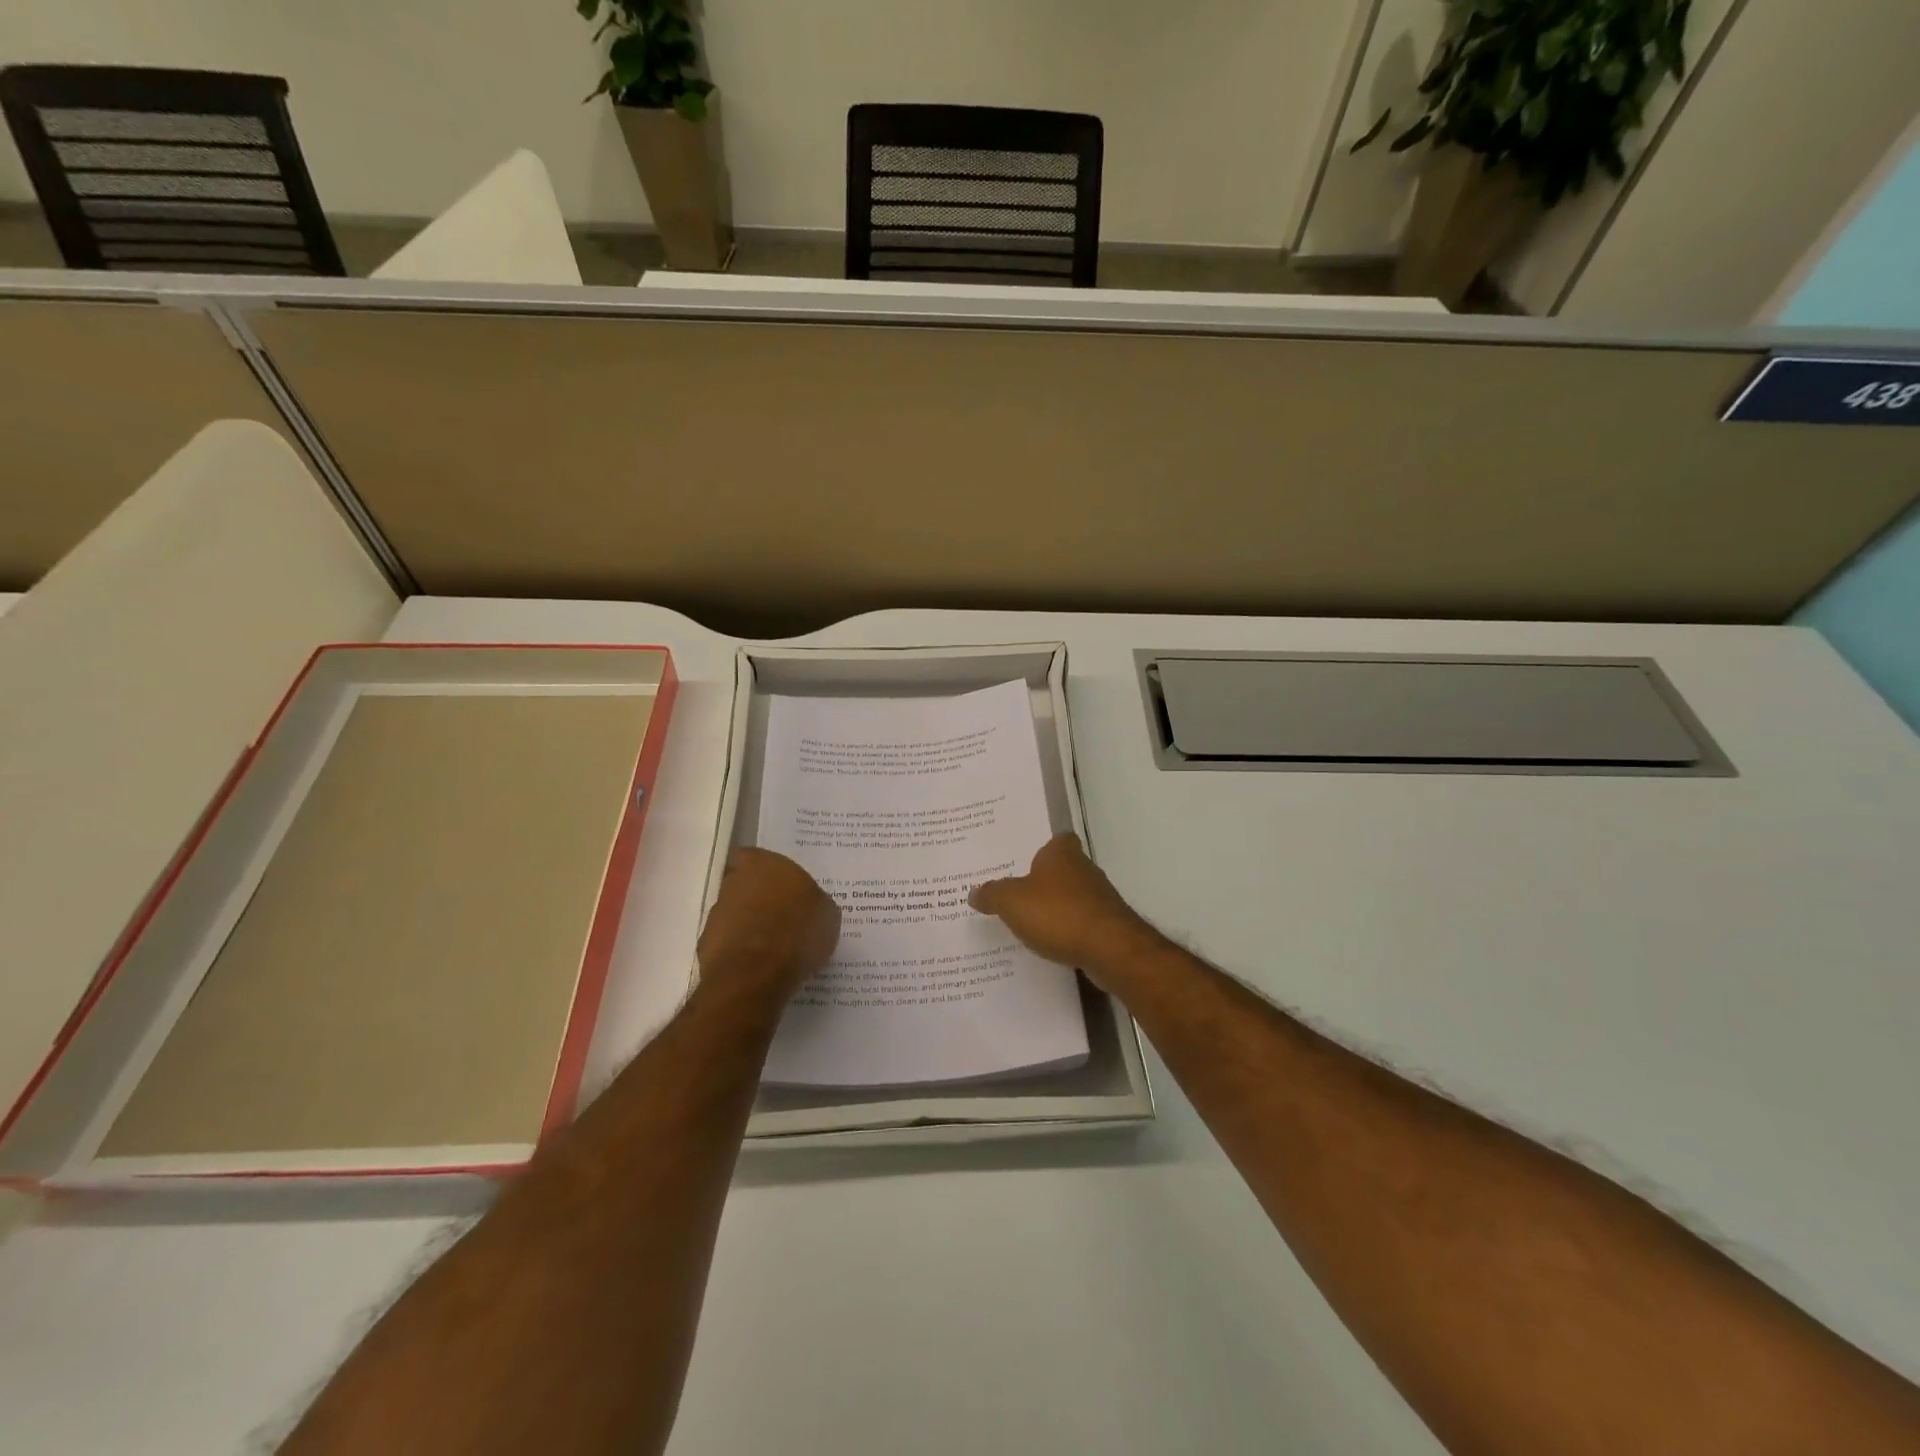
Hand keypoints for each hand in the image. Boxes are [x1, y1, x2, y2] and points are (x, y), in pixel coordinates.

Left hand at [697, 849, 840, 1005]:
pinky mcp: (706, 943)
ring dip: (750, 924)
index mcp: (764, 863)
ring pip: (736, 912)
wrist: (755, 974)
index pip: (760, 858)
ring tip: (774, 947)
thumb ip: (814, 902)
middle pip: (746, 884)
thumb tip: (809, 906)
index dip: (771, 873)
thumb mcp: (827, 914)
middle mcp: (735, 881)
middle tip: (783, 917)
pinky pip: (729, 940)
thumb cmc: (797, 932)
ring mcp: (717, 912)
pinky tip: (760, 965)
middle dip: (760, 898)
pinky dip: (741, 949)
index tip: (787, 889)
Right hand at [970, 834, 1162, 986]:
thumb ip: (992, 894)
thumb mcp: (1011, 901)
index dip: (1042, 848)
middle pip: (1062, 870)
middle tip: (1014, 895)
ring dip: (1055, 909)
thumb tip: (974, 892)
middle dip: (1043, 882)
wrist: (1110, 949)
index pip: (1057, 840)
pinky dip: (1067, 932)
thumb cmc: (1058, 913)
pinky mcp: (1108, 926)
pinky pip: (1080, 924)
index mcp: (1062, 853)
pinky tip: (1049, 945)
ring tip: (1026, 924)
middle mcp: (1085, 870)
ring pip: (1072, 898)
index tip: (1023, 862)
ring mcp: (1100, 899)